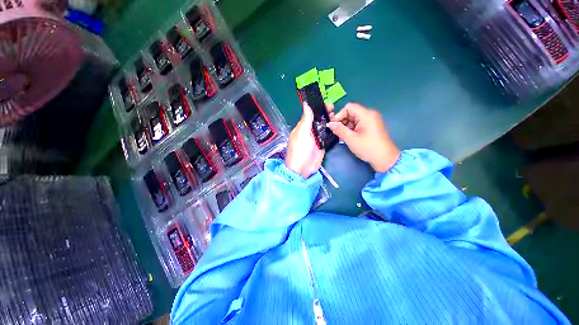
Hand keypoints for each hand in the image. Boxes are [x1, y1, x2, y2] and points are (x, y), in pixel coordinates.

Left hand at [285, 102, 332, 177]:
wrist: (303, 168)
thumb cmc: (300, 149)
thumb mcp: (302, 132)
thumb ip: (306, 119)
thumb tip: (305, 104)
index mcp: (302, 127)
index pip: (311, 114)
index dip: (318, 108)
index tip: (327, 104)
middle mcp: (309, 131)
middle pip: (318, 120)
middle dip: (326, 114)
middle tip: (334, 110)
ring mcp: (316, 138)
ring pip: (324, 127)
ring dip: (330, 121)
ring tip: (337, 116)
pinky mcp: (322, 145)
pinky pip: (327, 136)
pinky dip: (332, 131)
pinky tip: (338, 125)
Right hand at [328, 103, 399, 172]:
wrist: (385, 159)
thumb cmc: (368, 148)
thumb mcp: (351, 139)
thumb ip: (339, 130)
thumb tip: (330, 124)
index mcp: (366, 114)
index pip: (348, 107)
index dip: (339, 115)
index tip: (333, 125)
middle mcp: (369, 114)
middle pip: (351, 112)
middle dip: (342, 121)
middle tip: (336, 132)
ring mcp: (371, 121)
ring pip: (353, 119)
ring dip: (346, 126)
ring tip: (342, 136)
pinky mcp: (371, 127)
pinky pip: (358, 124)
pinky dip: (351, 129)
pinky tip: (348, 137)